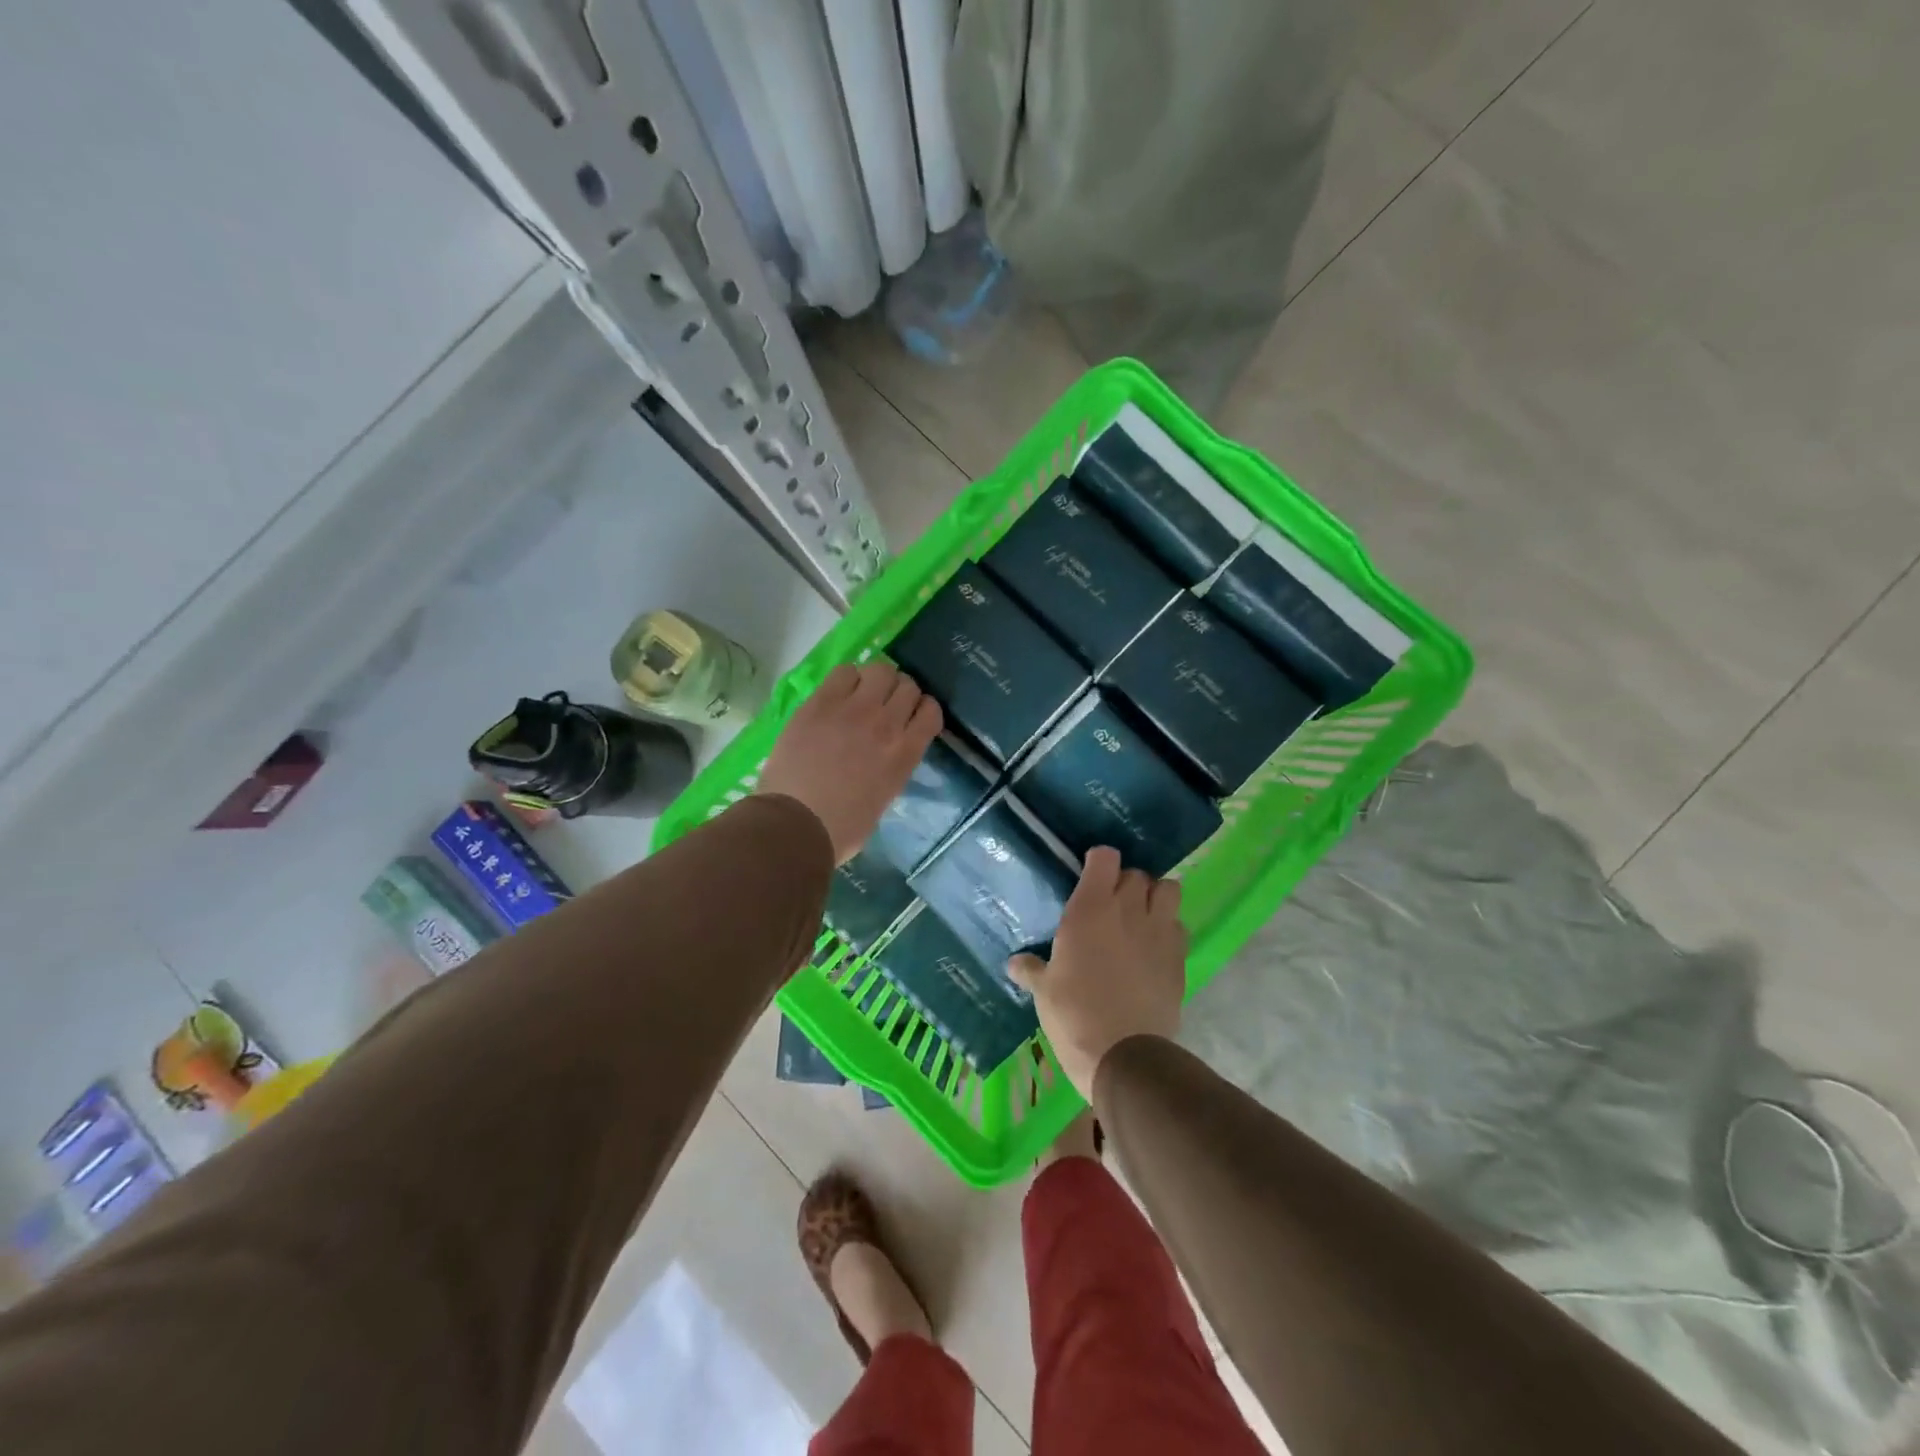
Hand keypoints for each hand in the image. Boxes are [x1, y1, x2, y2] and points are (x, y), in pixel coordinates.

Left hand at [757, 663, 941, 863]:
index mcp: (905, 754)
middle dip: (899, 692)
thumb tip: (886, 752)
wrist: (796, 825)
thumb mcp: (884, 797)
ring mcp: (853, 709)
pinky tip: (838, 694)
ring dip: (875, 680)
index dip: (922, 710)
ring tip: (862, 694)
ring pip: (880, 670)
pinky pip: (844, 672)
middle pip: (907, 685)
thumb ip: (893, 766)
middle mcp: (886, 724)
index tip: (911, 717)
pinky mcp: (821, 703)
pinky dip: (847, 679)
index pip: (930, 711)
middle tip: (884, 704)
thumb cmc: (842, 828)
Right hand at [1009, 846, 1187, 1100]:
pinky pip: (1178, 925)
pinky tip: (1155, 946)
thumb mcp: (1044, 991)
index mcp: (1090, 909)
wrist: (1124, 1054)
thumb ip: (1032, 969)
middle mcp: (1128, 909)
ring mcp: (1159, 931)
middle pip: (1137, 873)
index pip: (1105, 858)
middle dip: (1125, 882)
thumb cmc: (1073, 1015)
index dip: (1098, 860)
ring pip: (1168, 889)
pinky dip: (1168, 927)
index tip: (1090, 874)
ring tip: (1142, 914)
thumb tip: (1014, 964)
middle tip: (1112, 902)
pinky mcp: (1180, 956)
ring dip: (1156, 895)